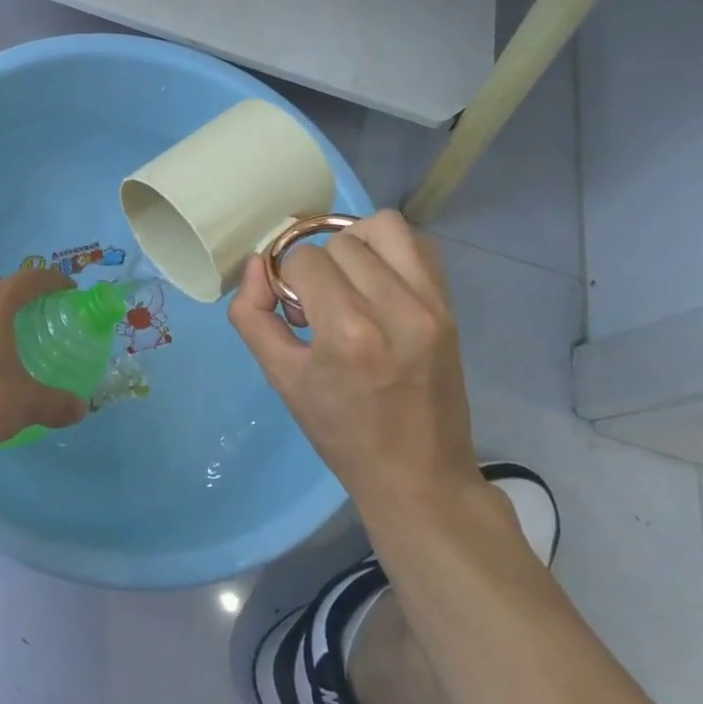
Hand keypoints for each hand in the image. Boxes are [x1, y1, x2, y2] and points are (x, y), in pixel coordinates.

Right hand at [228, 211, 482, 522]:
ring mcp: (431, 305)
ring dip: (354, 244)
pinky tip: (377, 281)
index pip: (303, 260)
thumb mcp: (280, 377)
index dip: (286, 278)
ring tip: (347, 280)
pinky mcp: (450, 307)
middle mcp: (396, 308)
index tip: (292, 311)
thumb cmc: (340, 432)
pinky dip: (390, 250)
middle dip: (317, 266)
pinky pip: (419, 244)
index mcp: (349, 333)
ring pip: (384, 227)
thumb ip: (252, 314)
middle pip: (339, 242)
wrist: (418, 476)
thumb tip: (255, 264)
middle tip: (317, 304)